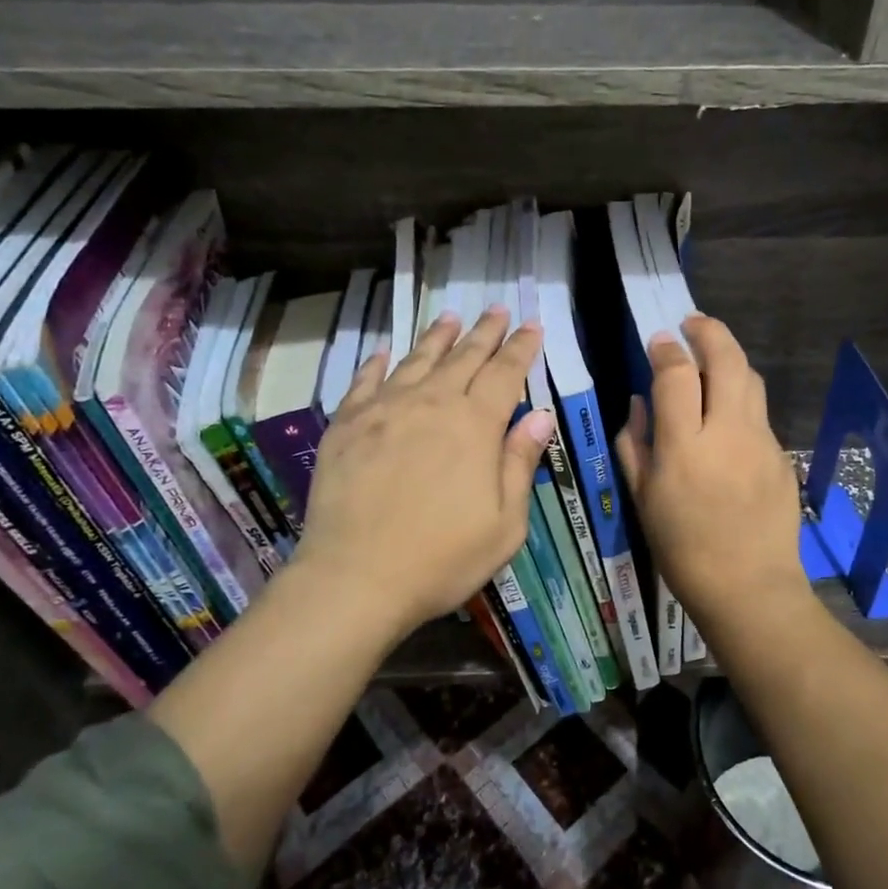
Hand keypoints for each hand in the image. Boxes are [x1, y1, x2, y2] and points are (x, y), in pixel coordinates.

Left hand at [288, 307, 552, 641]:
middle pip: (463, 357)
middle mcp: (430, 404)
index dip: (521, 347)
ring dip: (437, 337)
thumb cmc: (441, 558)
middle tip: (497, 310)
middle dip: (484, 332)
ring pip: (416, 360)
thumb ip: (519, 463)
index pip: (505, 373)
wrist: (355, 578)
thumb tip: (540, 416)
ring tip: (450, 318)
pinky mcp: (346, 426)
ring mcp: (383, 411)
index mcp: (474, 426)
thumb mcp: (504, 523)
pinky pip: (365, 382)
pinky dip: (377, 363)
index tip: (532, 325)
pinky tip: (384, 352)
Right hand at [615, 315, 807, 625]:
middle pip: (725, 359)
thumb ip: (635, 444)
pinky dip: (741, 395)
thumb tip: (640, 404)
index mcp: (684, 445)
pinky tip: (727, 413)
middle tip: (692, 323)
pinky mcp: (780, 454)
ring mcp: (760, 441)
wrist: (750, 588)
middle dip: (708, 331)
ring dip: (730, 357)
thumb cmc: (683, 549)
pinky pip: (759, 411)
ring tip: (712, 356)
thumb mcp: (643, 499)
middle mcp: (727, 432)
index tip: (658, 342)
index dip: (665, 350)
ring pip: (750, 378)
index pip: (676, 374)